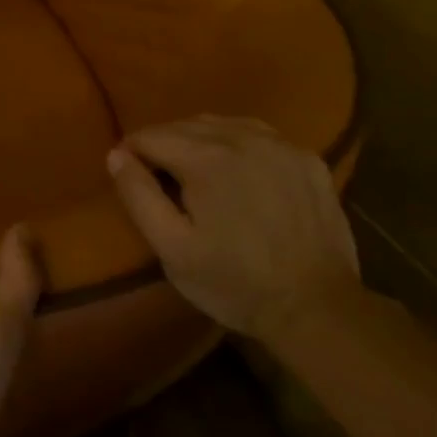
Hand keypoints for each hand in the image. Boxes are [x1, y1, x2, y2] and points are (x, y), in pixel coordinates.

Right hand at [106, 116, 359, 343]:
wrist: (320, 311)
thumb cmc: (236, 283)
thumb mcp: (172, 250)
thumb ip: (138, 196)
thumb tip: (116, 154)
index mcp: (205, 157)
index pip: (149, 136)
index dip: (133, 156)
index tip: (135, 183)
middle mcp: (241, 136)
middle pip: (183, 126)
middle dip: (164, 147)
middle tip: (164, 183)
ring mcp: (279, 144)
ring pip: (219, 124)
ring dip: (199, 142)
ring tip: (199, 175)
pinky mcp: (307, 158)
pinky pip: (257, 134)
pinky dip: (238, 144)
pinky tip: (239, 172)